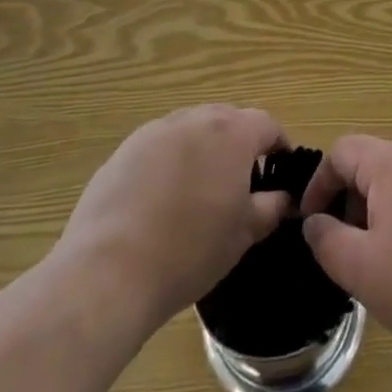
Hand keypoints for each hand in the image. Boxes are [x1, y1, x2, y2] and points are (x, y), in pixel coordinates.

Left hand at [57, 105, 290, 330]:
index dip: (278, 145)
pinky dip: (170, 161)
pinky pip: (160, 146)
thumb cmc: (189, 251)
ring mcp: (156, 131)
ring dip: (203, 148)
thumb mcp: (243, 234)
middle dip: (239, 142)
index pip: (267, 124)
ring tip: (199, 189)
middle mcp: (195, 119)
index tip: (279, 169)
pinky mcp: (124, 151)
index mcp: (232, 133)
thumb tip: (283, 198)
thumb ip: (271, 207)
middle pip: (228, 119)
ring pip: (192, 129)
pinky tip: (162, 199)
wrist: (108, 272)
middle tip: (240, 180)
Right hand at [300, 136, 391, 363]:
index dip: (319, 183)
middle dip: (351, 200)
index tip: (311, 223)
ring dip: (381, 211)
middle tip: (346, 247)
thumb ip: (327, 241)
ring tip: (381, 260)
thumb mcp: (361, 269)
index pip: (343, 150)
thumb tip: (314, 222)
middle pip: (374, 163)